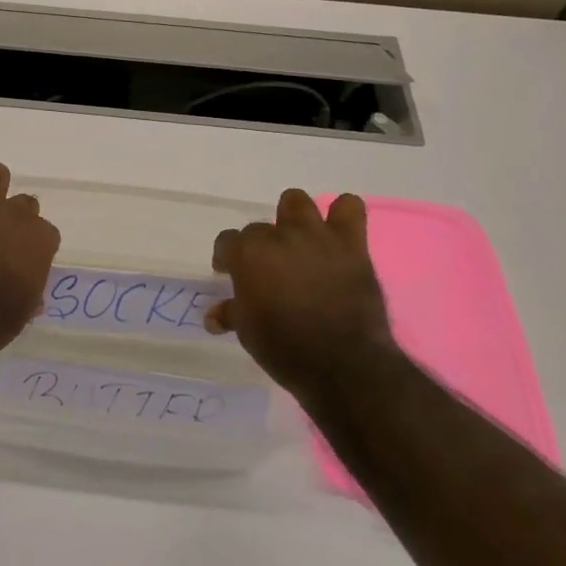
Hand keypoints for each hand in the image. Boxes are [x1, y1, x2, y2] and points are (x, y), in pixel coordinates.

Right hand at [206, 190, 395, 400]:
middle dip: (260, 246)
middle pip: (259, 227)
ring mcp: (316, 236)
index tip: (229, 274)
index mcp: (247, 255)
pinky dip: (342, 215)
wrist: (342, 364)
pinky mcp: (351, 244)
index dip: (226, 257)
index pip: (227, 241)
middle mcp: (278, 237)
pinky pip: (349, 207)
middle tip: (268, 269)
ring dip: (293, 218)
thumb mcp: (247, 332)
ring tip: (298, 242)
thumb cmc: (284, 348)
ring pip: (296, 202)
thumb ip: (231, 313)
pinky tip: (337, 234)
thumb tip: (214, 315)